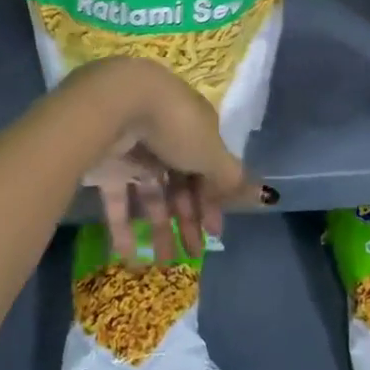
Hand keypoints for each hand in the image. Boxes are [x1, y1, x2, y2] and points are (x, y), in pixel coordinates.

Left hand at [65, 58, 255, 262]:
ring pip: (150, 193)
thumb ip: (230, 177)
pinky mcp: (106, 164)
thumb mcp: (210, 152)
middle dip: (188, 218)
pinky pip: (117, 199)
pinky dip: (123, 227)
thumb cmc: (174, 125)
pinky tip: (129, 256)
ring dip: (159, 228)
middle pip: (180, 182)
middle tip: (194, 254)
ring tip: (164, 264)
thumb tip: (262, 194)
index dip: (213, 199)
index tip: (215, 232)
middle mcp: (166, 136)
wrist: (116, 104)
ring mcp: (134, 150)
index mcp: (194, 127)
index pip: (207, 166)